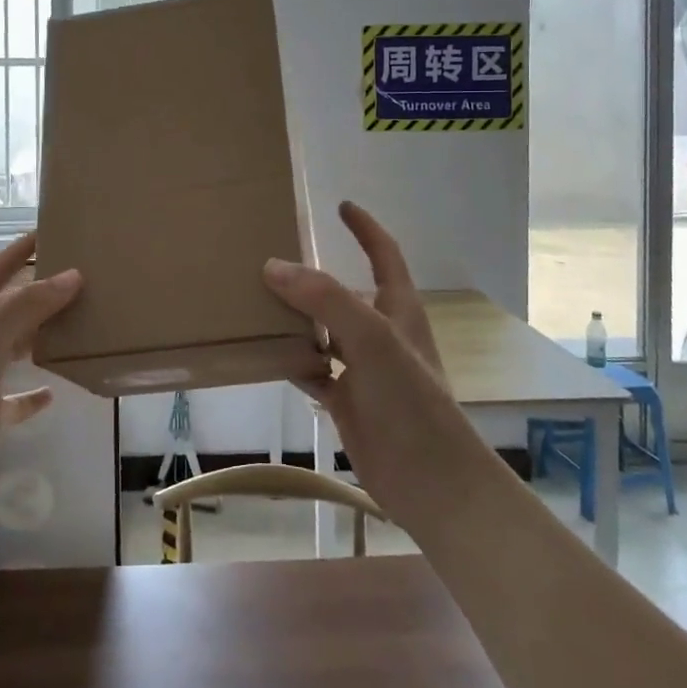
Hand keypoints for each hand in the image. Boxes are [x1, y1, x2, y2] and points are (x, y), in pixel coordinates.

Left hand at [0, 234, 80, 541]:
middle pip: (6, 308)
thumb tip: (73, 275)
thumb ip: (25, 308)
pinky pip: (15, 396)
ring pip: (14, 347)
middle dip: (39, 292)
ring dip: (42, 335)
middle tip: (83, 275)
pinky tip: (56, 387)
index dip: (19, 251)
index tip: (52, 230)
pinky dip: (34, 390)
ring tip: (82, 320)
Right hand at [265, 202, 496, 533]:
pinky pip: (312, 370)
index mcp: (398, 309)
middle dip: (313, 276)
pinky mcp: (347, 401)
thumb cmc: (411, 401)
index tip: (341, 205)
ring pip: (323, 332)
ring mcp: (363, 369)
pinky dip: (290, 360)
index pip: (384, 254)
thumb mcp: (372, 338)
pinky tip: (262, 354)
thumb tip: (272, 266)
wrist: (432, 482)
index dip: (365, 228)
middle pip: (344, 292)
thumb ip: (325, 298)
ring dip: (294, 319)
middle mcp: (380, 333)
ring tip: (254, 301)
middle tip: (271, 258)